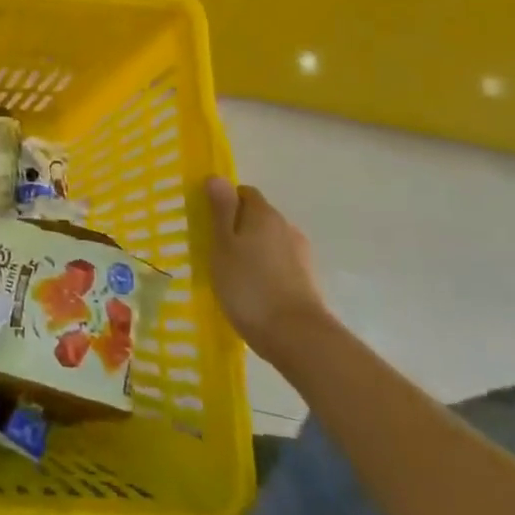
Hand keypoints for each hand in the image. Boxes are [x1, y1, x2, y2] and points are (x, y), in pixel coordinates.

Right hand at [206, 177, 329, 362]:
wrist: (296, 337)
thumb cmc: (249, 285)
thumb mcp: (223, 245)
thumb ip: (220, 211)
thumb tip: (217, 177)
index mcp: (264, 214)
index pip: (244, 193)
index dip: (225, 202)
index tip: (208, 221)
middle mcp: (287, 228)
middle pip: (258, 217)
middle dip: (238, 227)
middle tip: (215, 248)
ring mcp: (301, 256)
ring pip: (269, 243)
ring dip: (253, 250)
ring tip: (232, 273)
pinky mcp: (307, 281)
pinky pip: (279, 265)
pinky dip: (265, 270)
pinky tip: (252, 290)